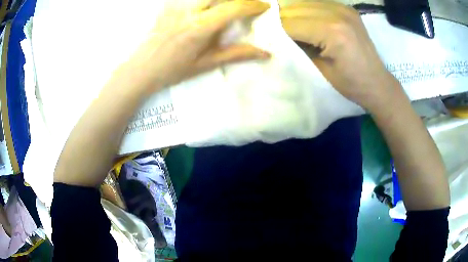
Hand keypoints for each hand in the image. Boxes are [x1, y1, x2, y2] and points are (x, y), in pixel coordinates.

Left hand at [121, 0, 270, 92]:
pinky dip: (205, 1)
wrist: (142, 68)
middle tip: (248, 5)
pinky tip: (208, 7)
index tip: (265, 7)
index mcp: (201, 26)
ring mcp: (177, 4)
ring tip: (229, 6)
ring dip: (222, 0)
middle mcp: (190, 9)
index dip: (254, 5)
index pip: (234, 7)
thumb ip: (237, 54)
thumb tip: (265, 53)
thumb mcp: (207, 63)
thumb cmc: (174, 70)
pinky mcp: (169, 4)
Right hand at [280, 2, 401, 110]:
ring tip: (287, 27)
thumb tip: (275, 37)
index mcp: (332, 32)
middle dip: (279, 20)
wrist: (377, 83)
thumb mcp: (319, 70)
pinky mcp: (346, 8)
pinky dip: (305, 10)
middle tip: (271, 33)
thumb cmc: (350, 84)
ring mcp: (343, 7)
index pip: (289, 23)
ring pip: (303, 3)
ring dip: (291, 14)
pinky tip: (305, 21)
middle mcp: (337, 13)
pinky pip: (316, 3)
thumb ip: (297, 49)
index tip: (262, 39)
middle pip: (294, 8)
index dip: (272, 31)